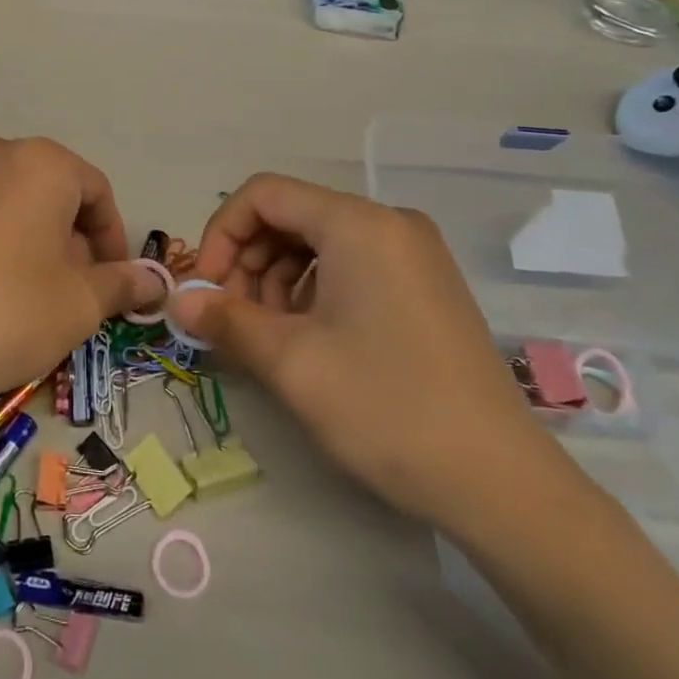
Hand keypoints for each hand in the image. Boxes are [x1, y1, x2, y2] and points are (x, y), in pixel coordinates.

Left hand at [0, 137, 166, 434]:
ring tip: (15, 283)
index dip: (112, 236)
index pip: (96, 190)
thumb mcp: (80, 305)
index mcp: (41, 163)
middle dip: (65, 233)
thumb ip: (123, 283)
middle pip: (46, 188)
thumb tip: (154, 280)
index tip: (112, 279)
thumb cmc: (7, 315)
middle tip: (66, 286)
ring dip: (19, 230)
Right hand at [172, 175, 572, 533]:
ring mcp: (414, 256)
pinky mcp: (425, 288)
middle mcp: (389, 224)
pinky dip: (313, 292)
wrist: (500, 484)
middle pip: (291, 216)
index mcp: (358, 223)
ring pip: (318, 244)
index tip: (205, 289)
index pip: (264, 194)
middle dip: (248, 261)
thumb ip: (225, 320)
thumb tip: (177, 302)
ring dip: (276, 281)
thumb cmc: (385, 407)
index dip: (221, 234)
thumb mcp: (290, 362)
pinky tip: (307, 340)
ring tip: (267, 337)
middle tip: (231, 319)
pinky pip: (350, 267)